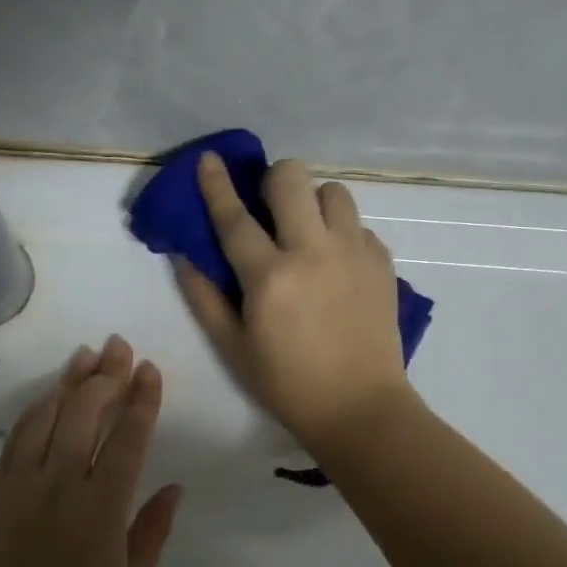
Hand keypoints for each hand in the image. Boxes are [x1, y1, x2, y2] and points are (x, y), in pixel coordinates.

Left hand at [0, 335, 182, 566]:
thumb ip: (152, 530)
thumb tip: (173, 486)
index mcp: (102, 508)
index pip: (127, 436)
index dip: (141, 398)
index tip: (149, 369)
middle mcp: (60, 484)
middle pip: (84, 412)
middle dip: (106, 374)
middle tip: (118, 347)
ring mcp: (19, 485)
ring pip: (45, 415)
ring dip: (67, 382)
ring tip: (85, 357)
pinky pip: (14, 440)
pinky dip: (34, 413)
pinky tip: (46, 400)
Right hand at [178, 153, 415, 451]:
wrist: (360, 408)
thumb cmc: (286, 382)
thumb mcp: (232, 346)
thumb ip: (204, 296)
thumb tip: (184, 255)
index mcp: (269, 276)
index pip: (235, 217)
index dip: (216, 184)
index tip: (208, 159)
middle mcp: (313, 252)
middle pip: (292, 178)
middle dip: (274, 180)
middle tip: (270, 206)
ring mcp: (353, 253)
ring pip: (333, 191)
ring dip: (313, 202)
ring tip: (308, 232)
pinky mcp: (382, 262)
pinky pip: (358, 224)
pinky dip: (341, 233)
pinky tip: (335, 264)